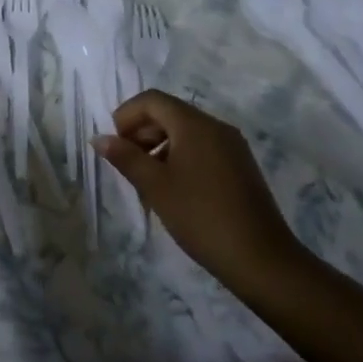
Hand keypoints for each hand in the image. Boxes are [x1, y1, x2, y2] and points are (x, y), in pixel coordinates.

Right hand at [95, 91, 300, 287]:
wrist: (263, 261)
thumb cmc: (202, 217)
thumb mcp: (155, 186)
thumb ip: (125, 157)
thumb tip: (99, 138)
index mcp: (194, 124)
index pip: (152, 100)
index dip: (126, 115)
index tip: (115, 145)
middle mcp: (215, 126)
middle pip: (169, 113)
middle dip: (141, 131)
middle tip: (126, 163)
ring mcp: (232, 147)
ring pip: (185, 132)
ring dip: (159, 146)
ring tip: (147, 180)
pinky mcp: (241, 167)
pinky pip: (202, 148)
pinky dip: (180, 157)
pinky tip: (174, 190)